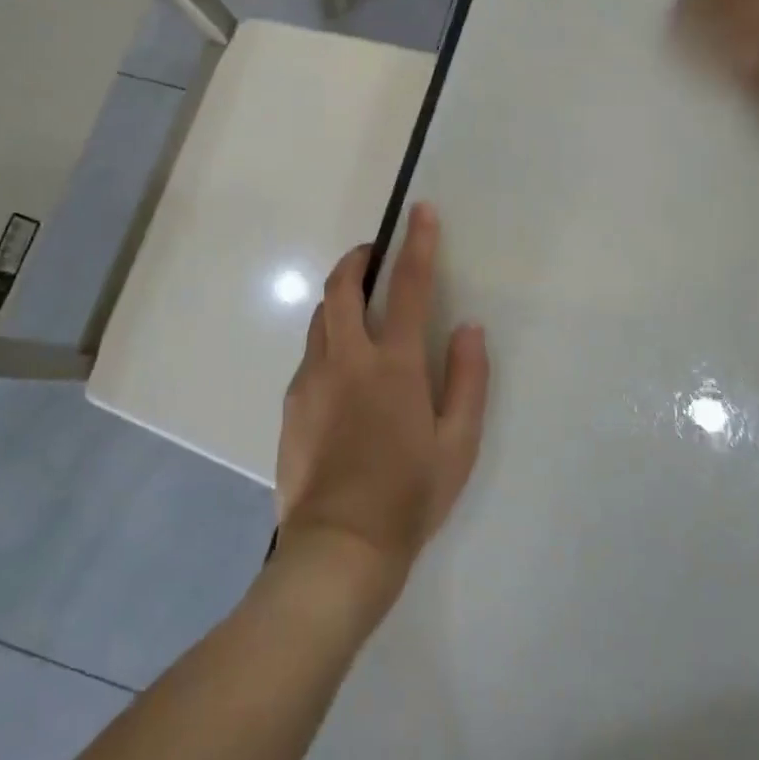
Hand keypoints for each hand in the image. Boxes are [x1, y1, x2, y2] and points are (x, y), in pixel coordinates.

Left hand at [274, 203, 489, 617]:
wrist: (339, 548)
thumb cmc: (409, 496)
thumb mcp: (459, 444)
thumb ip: (467, 379)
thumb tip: (468, 328)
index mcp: (393, 365)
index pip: (407, 286)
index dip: (417, 243)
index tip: (419, 210)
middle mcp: (345, 359)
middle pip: (341, 287)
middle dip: (357, 259)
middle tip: (373, 256)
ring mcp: (310, 379)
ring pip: (319, 317)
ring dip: (339, 299)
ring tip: (359, 309)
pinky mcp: (290, 403)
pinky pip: (310, 355)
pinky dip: (327, 341)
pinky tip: (342, 371)